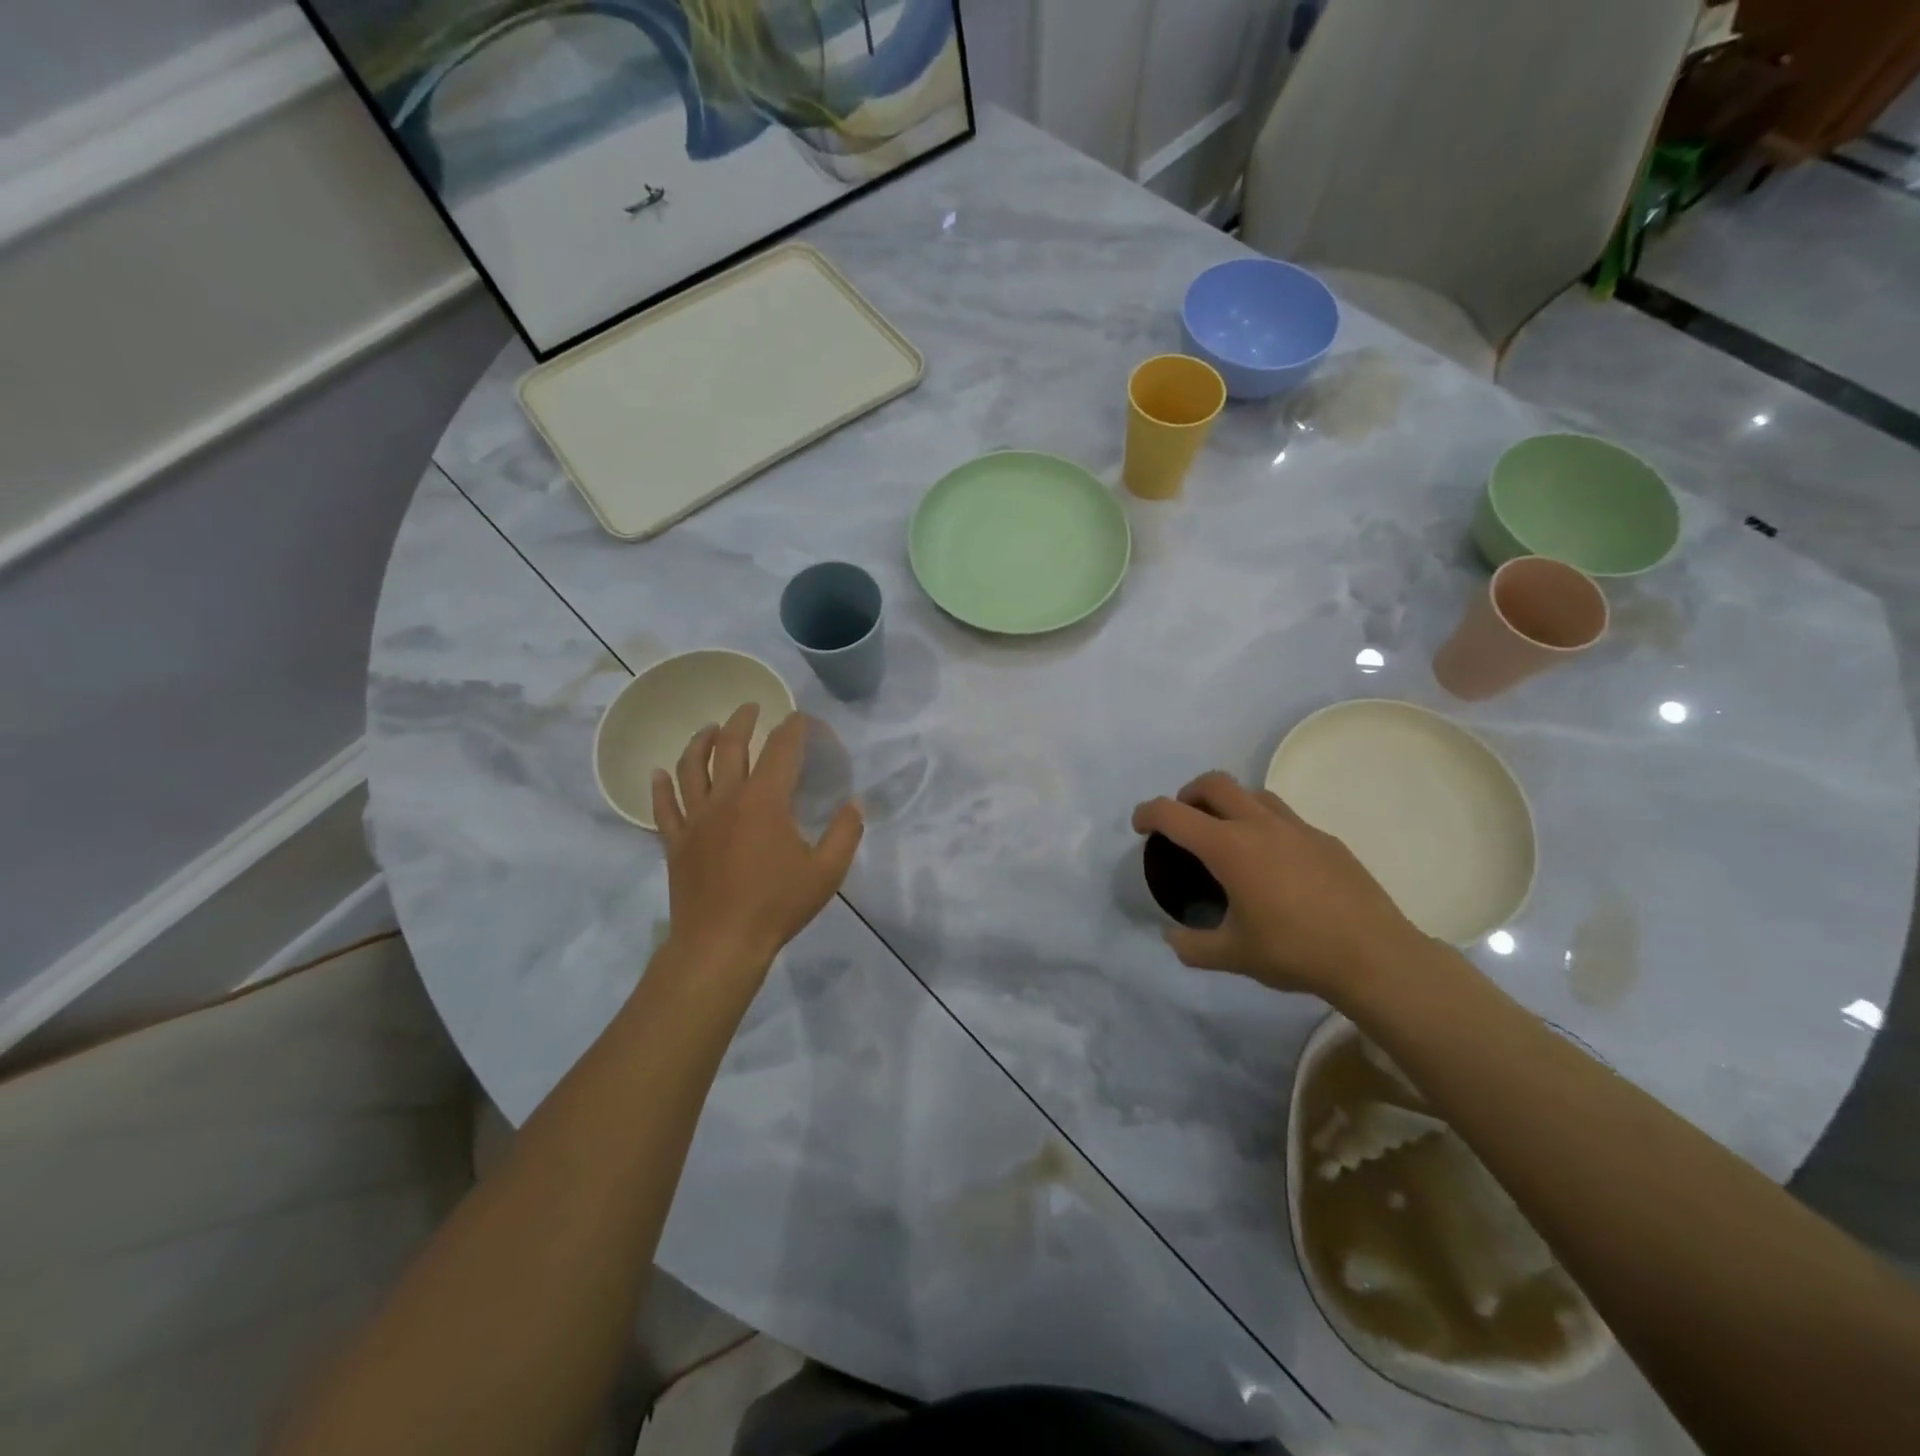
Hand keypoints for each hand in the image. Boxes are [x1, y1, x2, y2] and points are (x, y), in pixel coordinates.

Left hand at [652, 706, 863, 980]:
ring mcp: (695, 820)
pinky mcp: (675, 843)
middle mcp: (726, 799)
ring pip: (690, 769)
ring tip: (708, 729)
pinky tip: (658, 774)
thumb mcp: (826, 872)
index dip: (792, 729)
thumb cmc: (777, 905)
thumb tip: (855, 803)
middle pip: (729, 747)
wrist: (720, 944)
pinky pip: (663, 807)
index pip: (780, 750)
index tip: (799, 718)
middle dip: (741, 722)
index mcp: (765, 801)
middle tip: (750, 708)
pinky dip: (660, 787)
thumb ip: (845, 833)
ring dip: (699, 742)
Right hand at [1131, 772, 1422, 1000]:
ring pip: (1253, 793)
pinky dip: (1265, 826)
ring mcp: (1297, 827)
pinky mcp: (1325, 839)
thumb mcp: (1232, 956)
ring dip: (1230, 803)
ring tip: (1228, 837)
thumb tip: (1172, 937)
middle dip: (1188, 793)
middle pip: (1214, 783)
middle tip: (1184, 821)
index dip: (1148, 813)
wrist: (1374, 956)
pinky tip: (1275, 864)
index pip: (1173, 813)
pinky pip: (1285, 818)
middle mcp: (1259, 825)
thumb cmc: (1294, 951)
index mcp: (1229, 847)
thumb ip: (1192, 946)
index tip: (1140, 826)